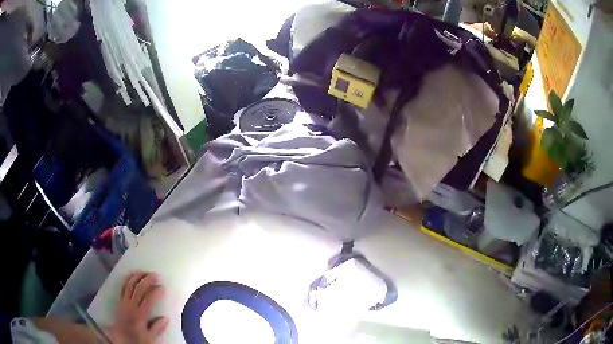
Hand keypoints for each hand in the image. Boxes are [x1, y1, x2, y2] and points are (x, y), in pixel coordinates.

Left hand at [105, 272, 168, 343]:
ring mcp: (124, 302)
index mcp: (139, 315)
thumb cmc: (135, 339)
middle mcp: (130, 305)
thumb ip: (157, 328)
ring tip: (144, 272)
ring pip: (130, 285)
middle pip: (139, 289)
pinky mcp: (120, 301)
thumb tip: (165, 318)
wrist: (119, 338)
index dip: (156, 292)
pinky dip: (128, 279)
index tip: (163, 287)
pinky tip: (132, 276)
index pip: (148, 300)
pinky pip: (123, 287)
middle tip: (155, 274)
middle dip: (147, 280)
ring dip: (137, 277)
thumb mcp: (149, 338)